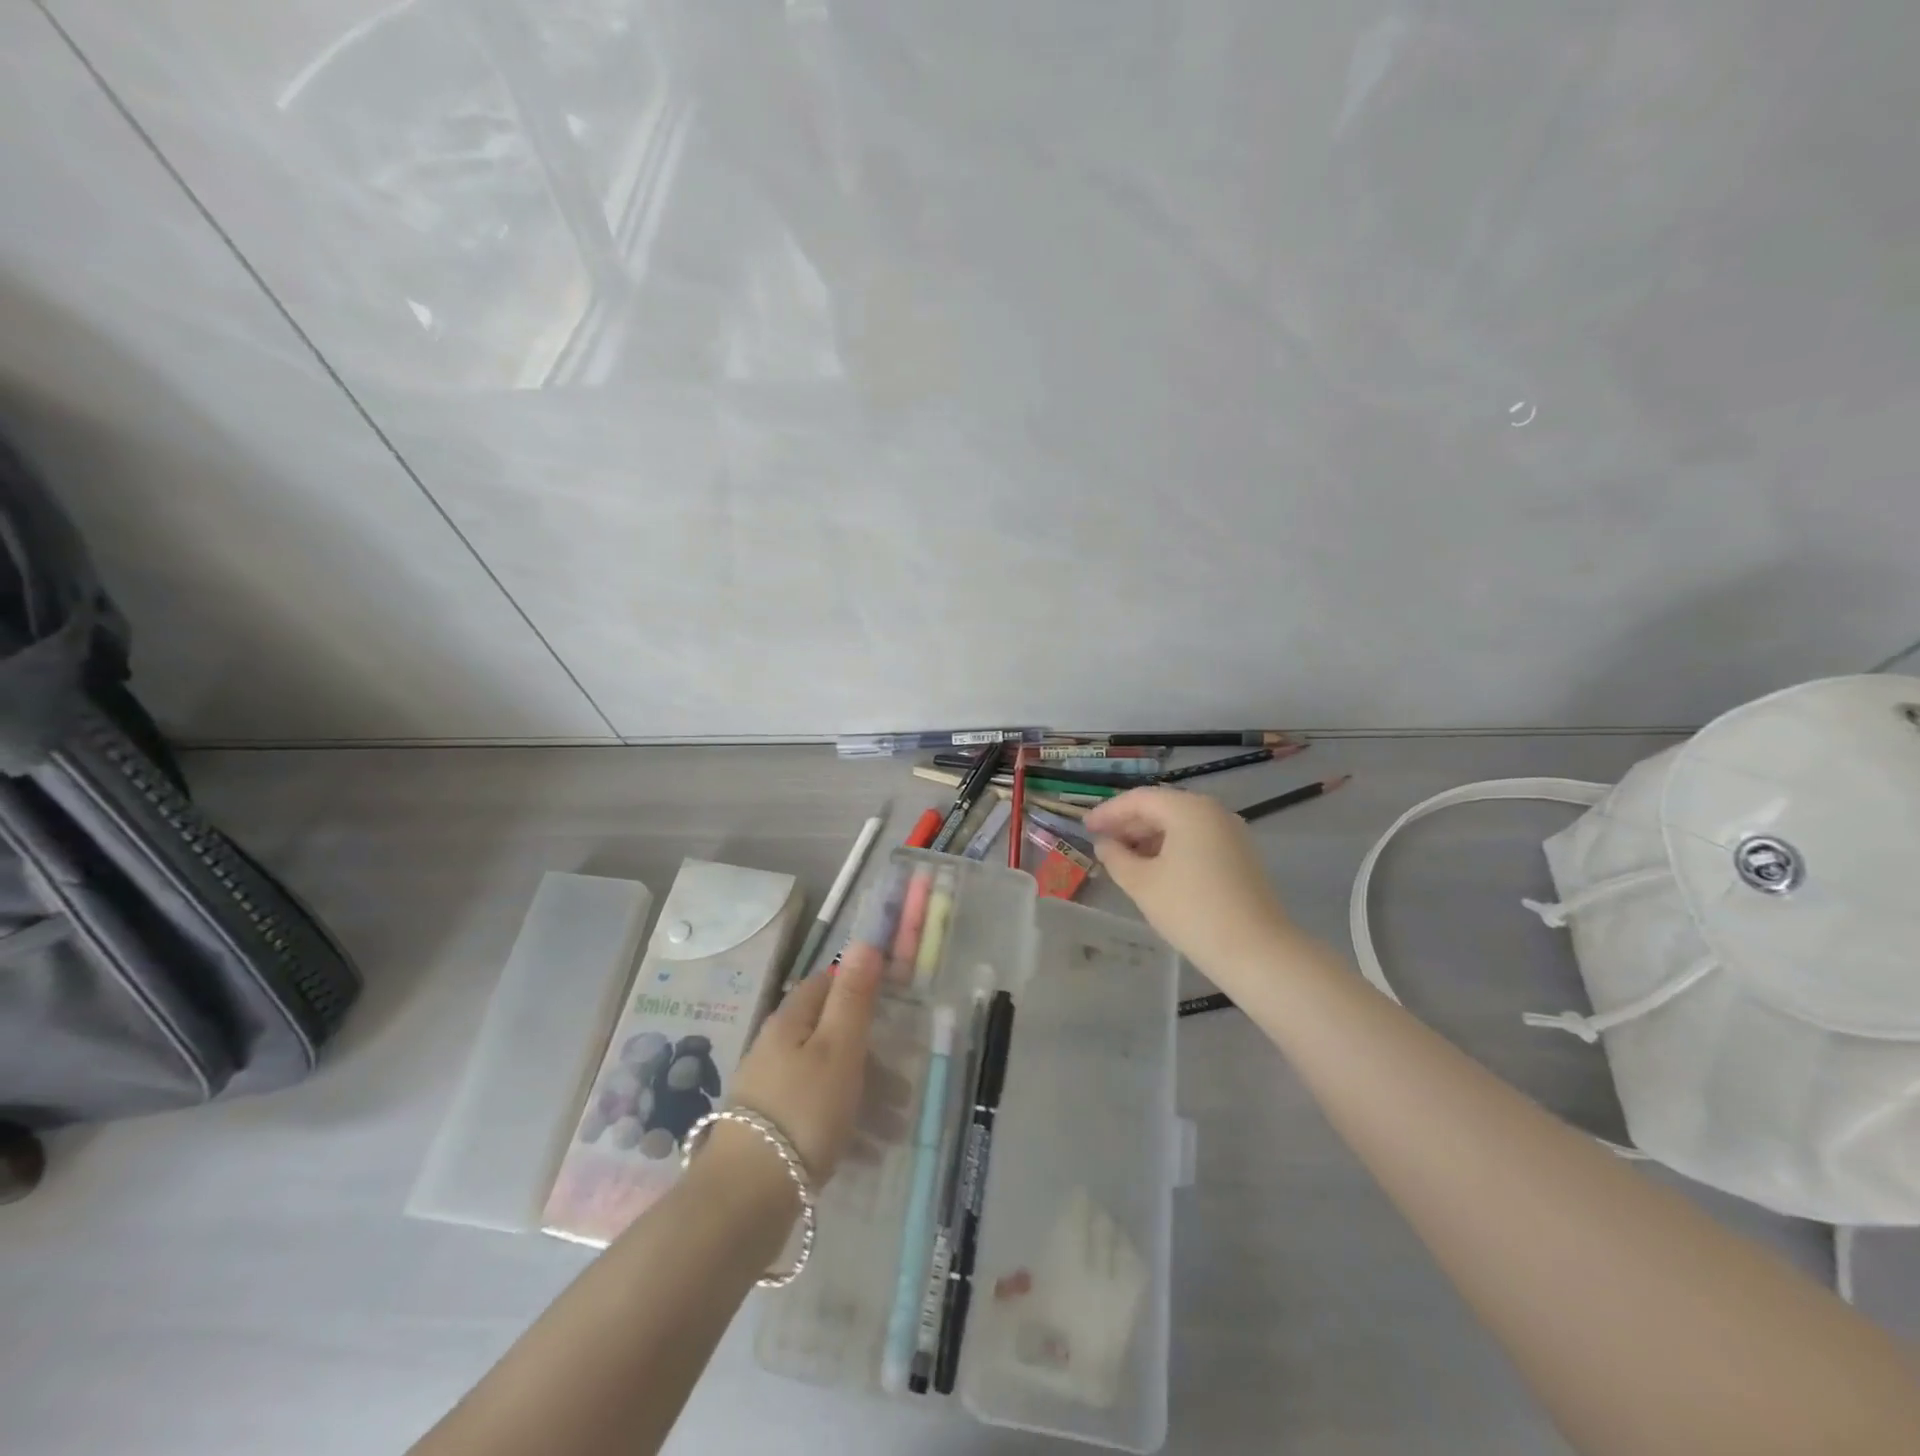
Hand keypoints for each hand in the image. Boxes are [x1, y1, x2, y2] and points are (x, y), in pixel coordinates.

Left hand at [727, 942, 883, 1184]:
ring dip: (865, 1097)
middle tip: (905, 1088)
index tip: (893, 1007)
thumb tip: (864, 941)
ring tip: (897, 1128)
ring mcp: (771, 1091)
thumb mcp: (839, 1048)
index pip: (825, 985)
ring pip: (827, 1079)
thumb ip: (853, 997)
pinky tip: (870, 1153)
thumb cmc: (803, 1110)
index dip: (858, 989)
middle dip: (872, 1056)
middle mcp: (776, 1049)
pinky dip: (846, 1126)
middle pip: (830, 1036)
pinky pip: (817, 1116)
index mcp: (790, 1022)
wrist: (745, 1199)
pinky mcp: (770, 1131)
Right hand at [1085, 787, 1292, 975]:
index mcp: (1188, 809)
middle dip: (1128, 824)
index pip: (1139, 799)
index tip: (1085, 828)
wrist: (1256, 951)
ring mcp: (1231, 832)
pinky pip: (1197, 839)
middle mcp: (1212, 811)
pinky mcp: (1240, 855)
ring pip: (1180, 824)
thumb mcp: (1142, 883)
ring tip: (1123, 859)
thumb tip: (1104, 844)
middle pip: (1161, 807)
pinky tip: (1155, 870)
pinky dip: (1171, 847)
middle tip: (1101, 843)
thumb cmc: (1191, 911)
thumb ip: (1116, 857)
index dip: (1108, 812)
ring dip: (1149, 837)